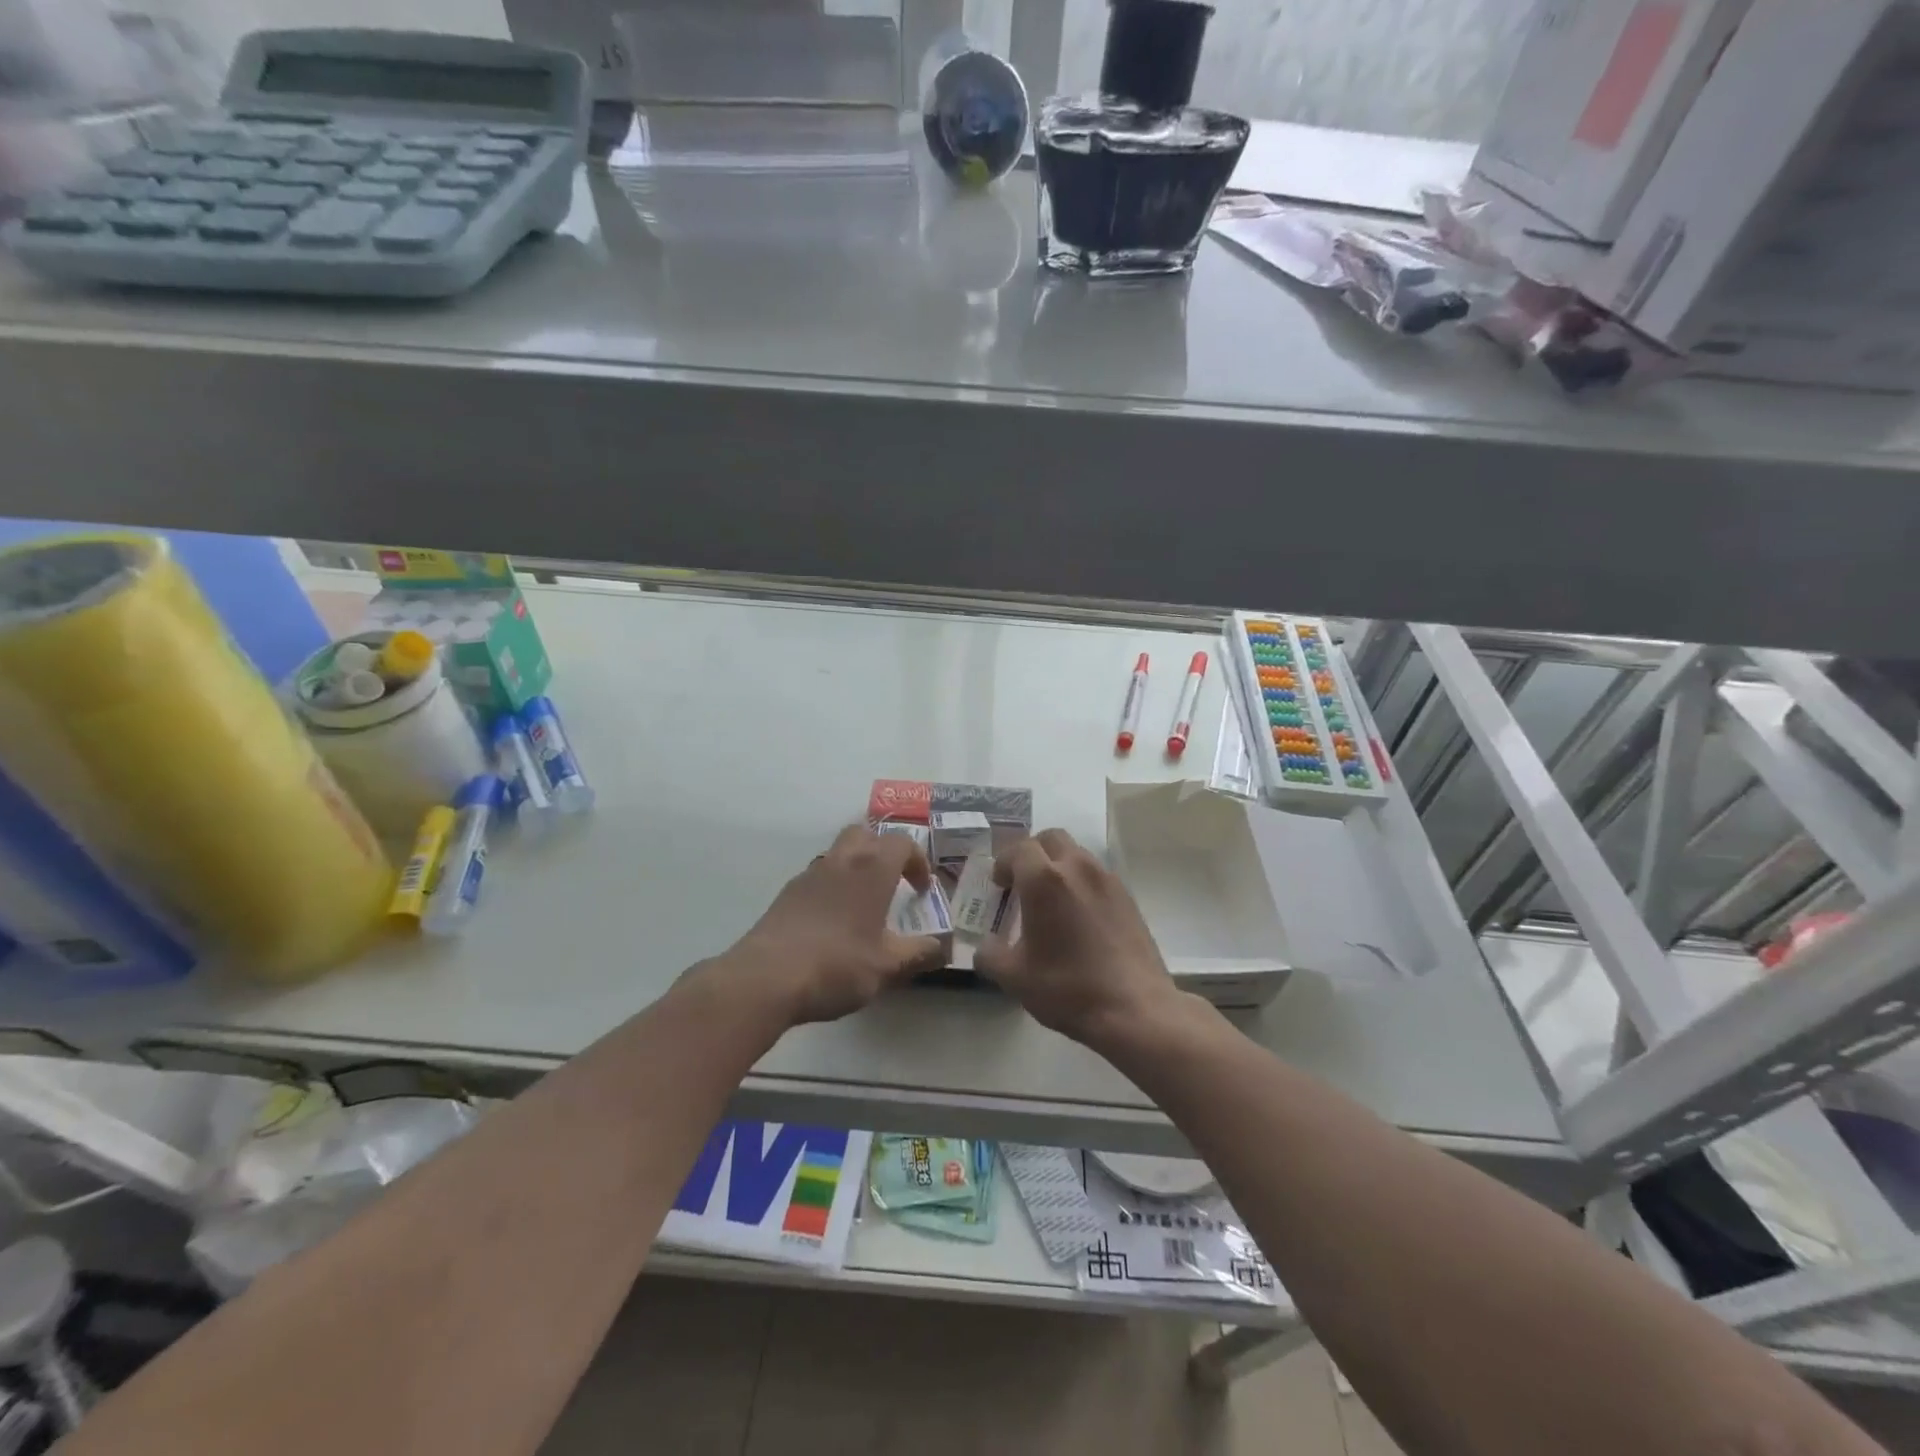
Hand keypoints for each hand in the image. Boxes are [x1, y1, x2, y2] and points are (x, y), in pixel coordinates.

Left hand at [728, 825, 947, 1025]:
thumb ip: (920, 954)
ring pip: (838, 853)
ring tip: (863, 905)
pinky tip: (832, 923)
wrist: (765, 978)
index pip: (902, 843)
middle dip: (883, 852)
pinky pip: (818, 877)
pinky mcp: (786, 894)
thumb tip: (944, 948)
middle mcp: (841, 861)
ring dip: (856, 868)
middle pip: (865, 834)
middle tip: (892, 883)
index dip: (917, 862)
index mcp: (872, 869)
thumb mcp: (888, 967)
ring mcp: (809, 875)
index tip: (922, 890)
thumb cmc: (837, 965)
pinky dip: (832, 887)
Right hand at [974, 828, 1183, 1049]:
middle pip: (1051, 839)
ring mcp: (1107, 880)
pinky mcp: (1128, 896)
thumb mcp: (1014, 977)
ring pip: (1077, 854)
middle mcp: (1077, 868)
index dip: (1004, 863)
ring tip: (1052, 901)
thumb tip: (986, 945)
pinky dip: (1081, 882)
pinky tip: (1079, 917)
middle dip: (1032, 853)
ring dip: (1059, 866)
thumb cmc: (1067, 988)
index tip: (999, 886)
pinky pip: (1097, 875)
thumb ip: (990, 954)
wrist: (1135, 1009)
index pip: (1018, 849)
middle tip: (1023, 883)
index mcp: (1043, 880)